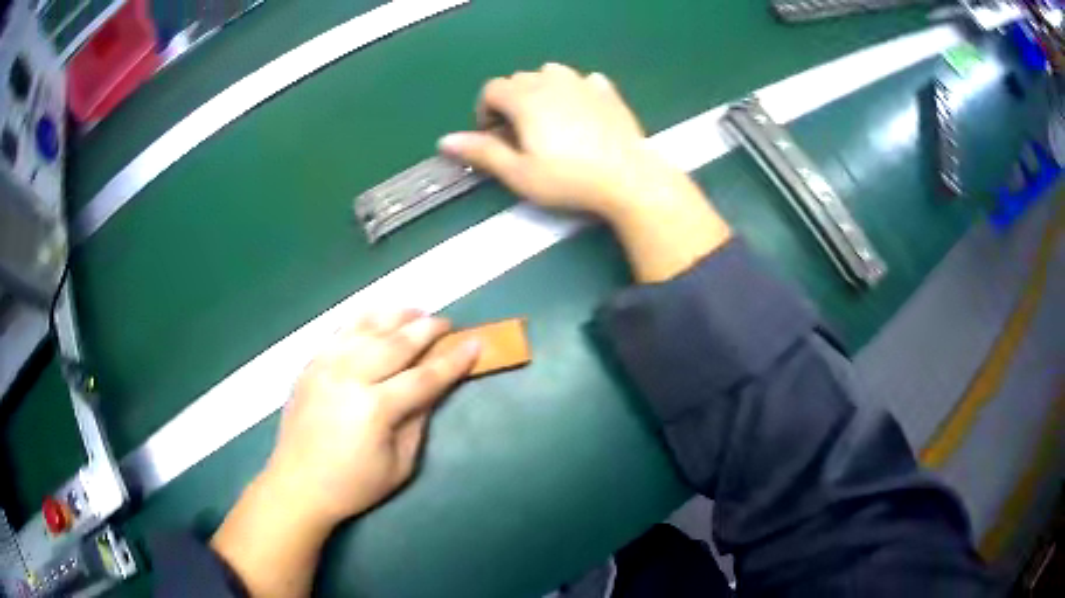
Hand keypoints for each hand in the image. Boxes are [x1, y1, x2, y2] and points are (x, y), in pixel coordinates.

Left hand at [211, 310, 478, 596]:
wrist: (297, 485)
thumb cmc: (353, 485)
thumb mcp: (399, 465)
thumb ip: (418, 421)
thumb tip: (434, 387)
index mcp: (375, 408)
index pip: (424, 376)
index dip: (453, 360)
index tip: (475, 343)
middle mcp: (349, 376)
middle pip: (396, 342)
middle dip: (427, 329)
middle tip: (448, 323)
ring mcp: (325, 365)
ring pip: (367, 326)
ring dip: (397, 315)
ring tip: (417, 312)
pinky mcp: (311, 364)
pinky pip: (341, 331)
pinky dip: (364, 319)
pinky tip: (377, 318)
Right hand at [439, 62, 662, 217]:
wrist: (627, 178)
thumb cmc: (568, 179)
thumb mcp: (519, 172)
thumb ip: (482, 152)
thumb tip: (445, 141)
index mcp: (525, 98)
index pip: (492, 89)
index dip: (485, 111)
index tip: (494, 135)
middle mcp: (551, 81)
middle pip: (519, 79)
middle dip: (511, 102)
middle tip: (520, 134)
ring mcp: (583, 83)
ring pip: (550, 73)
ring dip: (541, 89)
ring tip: (548, 119)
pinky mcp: (607, 92)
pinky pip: (583, 80)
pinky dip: (574, 90)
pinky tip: (580, 112)